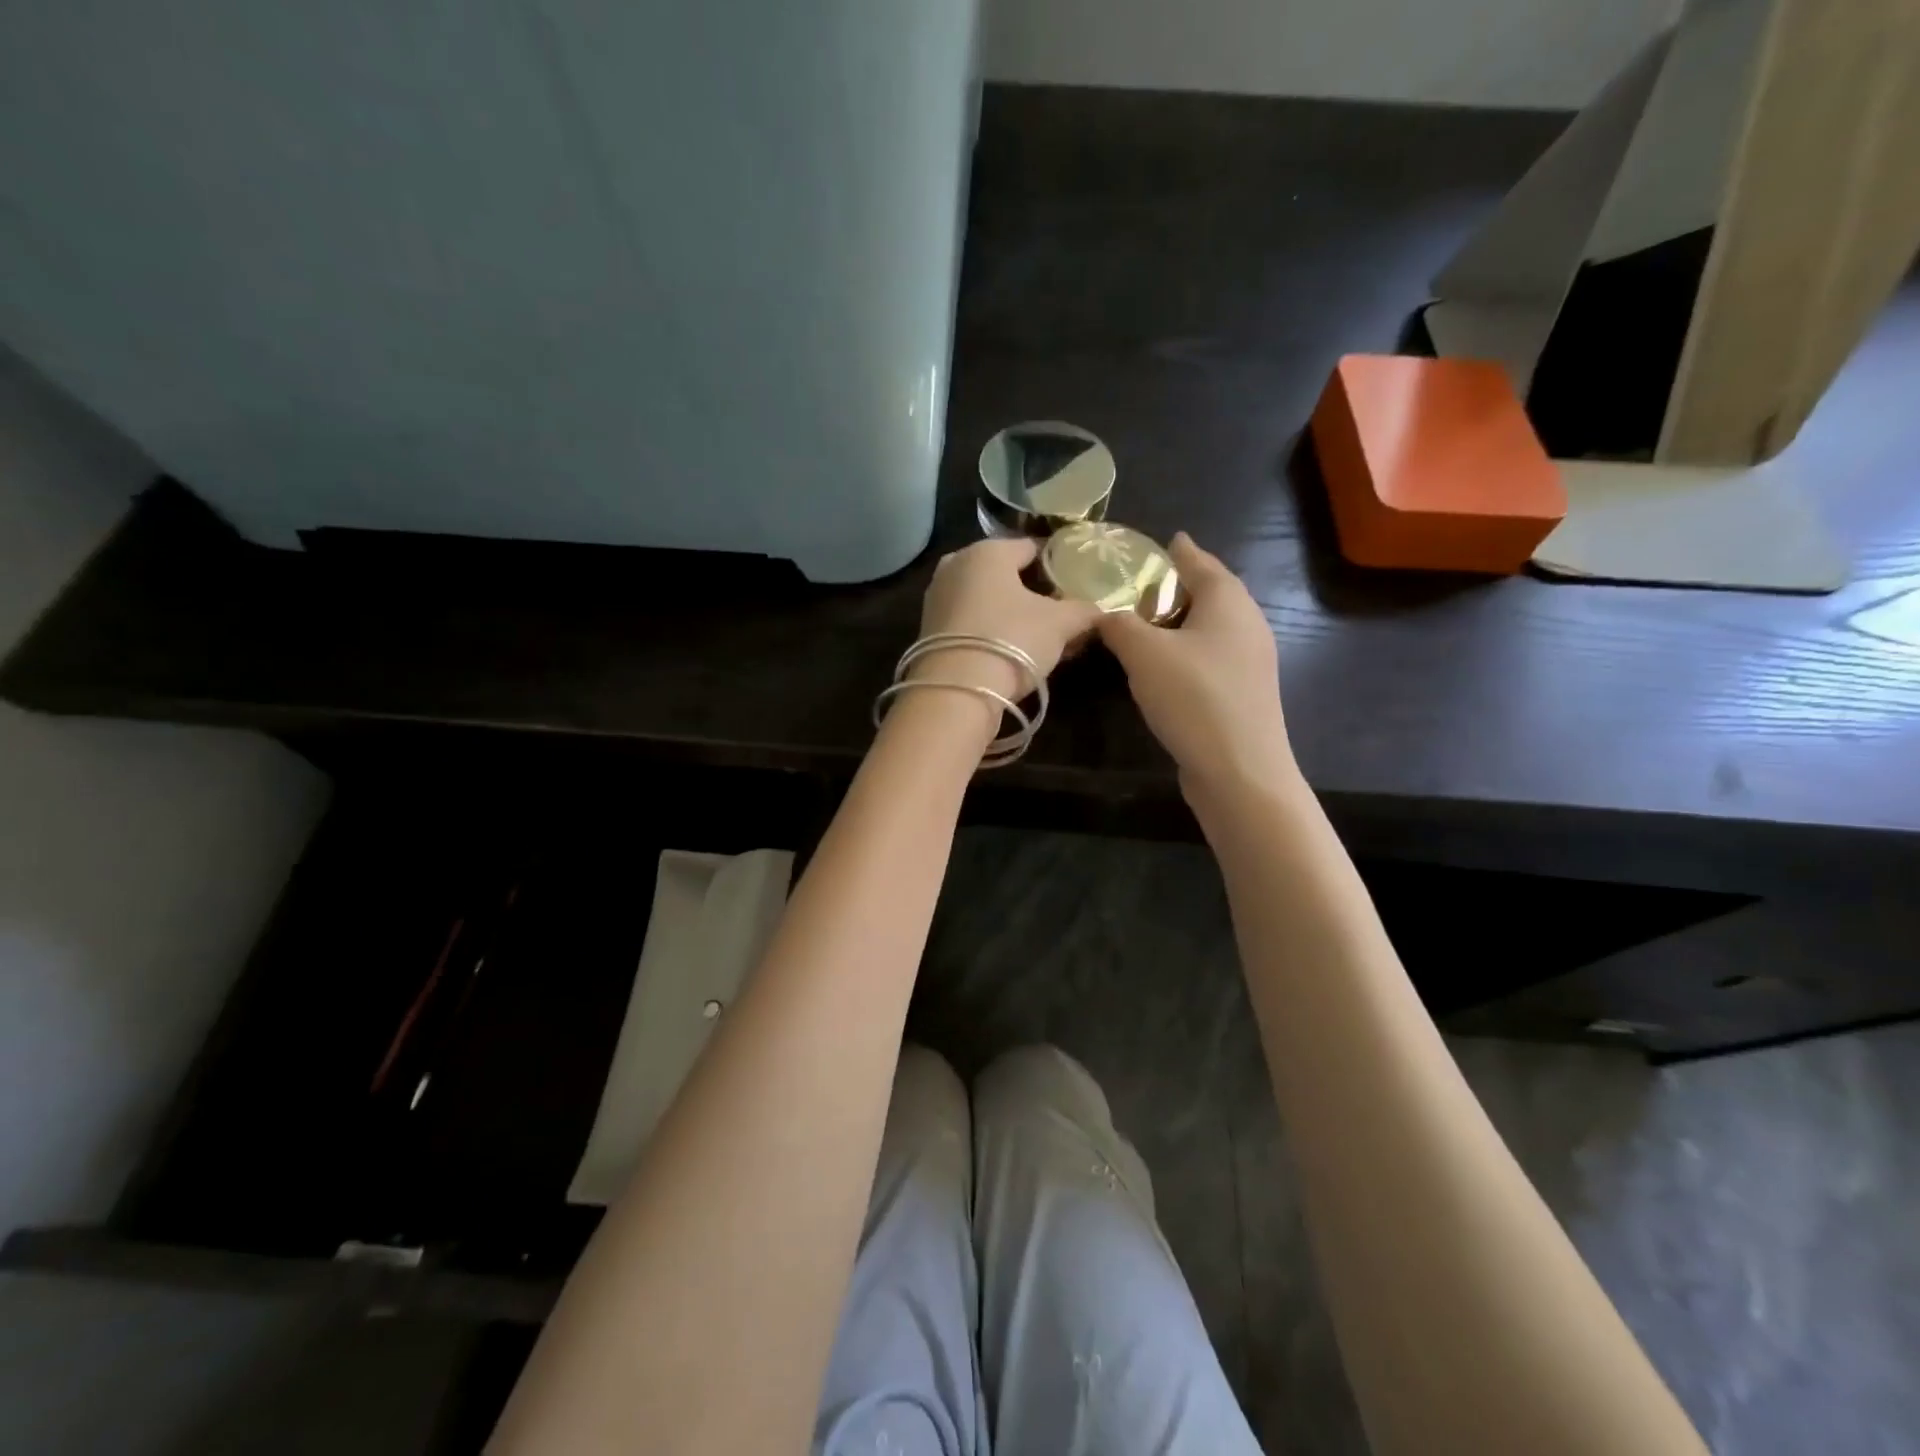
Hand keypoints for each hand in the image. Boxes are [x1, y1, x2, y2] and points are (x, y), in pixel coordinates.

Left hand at [909, 538, 1101, 704]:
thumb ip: (1083, 610)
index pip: (1031, 547)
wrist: (956, 691)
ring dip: (1010, 613)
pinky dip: (989, 630)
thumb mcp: (1060, 624)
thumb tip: (1100, 610)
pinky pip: (969, 621)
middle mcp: (955, 565)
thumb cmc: (1012, 640)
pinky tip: (1008, 650)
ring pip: (985, 598)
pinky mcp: (927, 630)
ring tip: (1037, 636)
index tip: (1075, 583)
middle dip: (1031, 591)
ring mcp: (937, 598)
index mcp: (988, 551)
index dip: (1057, 564)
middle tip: (1058, 613)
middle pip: (1005, 573)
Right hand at [1098, 533, 1297, 801]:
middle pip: (1212, 593)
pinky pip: (1213, 656)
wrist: (1239, 770)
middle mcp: (1247, 623)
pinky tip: (1168, 666)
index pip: (1201, 562)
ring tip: (1149, 625)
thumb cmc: (1194, 697)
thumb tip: (1102, 614)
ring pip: (1213, 628)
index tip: (1167, 540)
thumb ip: (1119, 625)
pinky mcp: (1245, 693)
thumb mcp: (1143, 653)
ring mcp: (1251, 661)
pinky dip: (1189, 651)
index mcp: (1228, 601)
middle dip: (1181, 586)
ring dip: (1183, 622)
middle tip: (1145, 585)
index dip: (1180, 551)